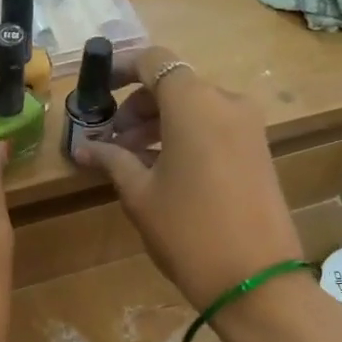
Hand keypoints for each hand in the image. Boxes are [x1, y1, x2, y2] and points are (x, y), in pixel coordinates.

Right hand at [71, 46, 303, 310]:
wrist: (256, 280)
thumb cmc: (188, 230)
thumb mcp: (140, 194)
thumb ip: (112, 160)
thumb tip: (83, 147)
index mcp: (193, 103)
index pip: (155, 61)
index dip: (123, 69)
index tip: (98, 92)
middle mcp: (225, 102)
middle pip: (175, 84)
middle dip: (138, 105)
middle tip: (110, 140)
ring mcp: (248, 126)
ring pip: (195, 106)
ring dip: (160, 122)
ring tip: (131, 158)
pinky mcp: (258, 149)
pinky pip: (214, 126)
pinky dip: (185, 134)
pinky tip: (163, 168)